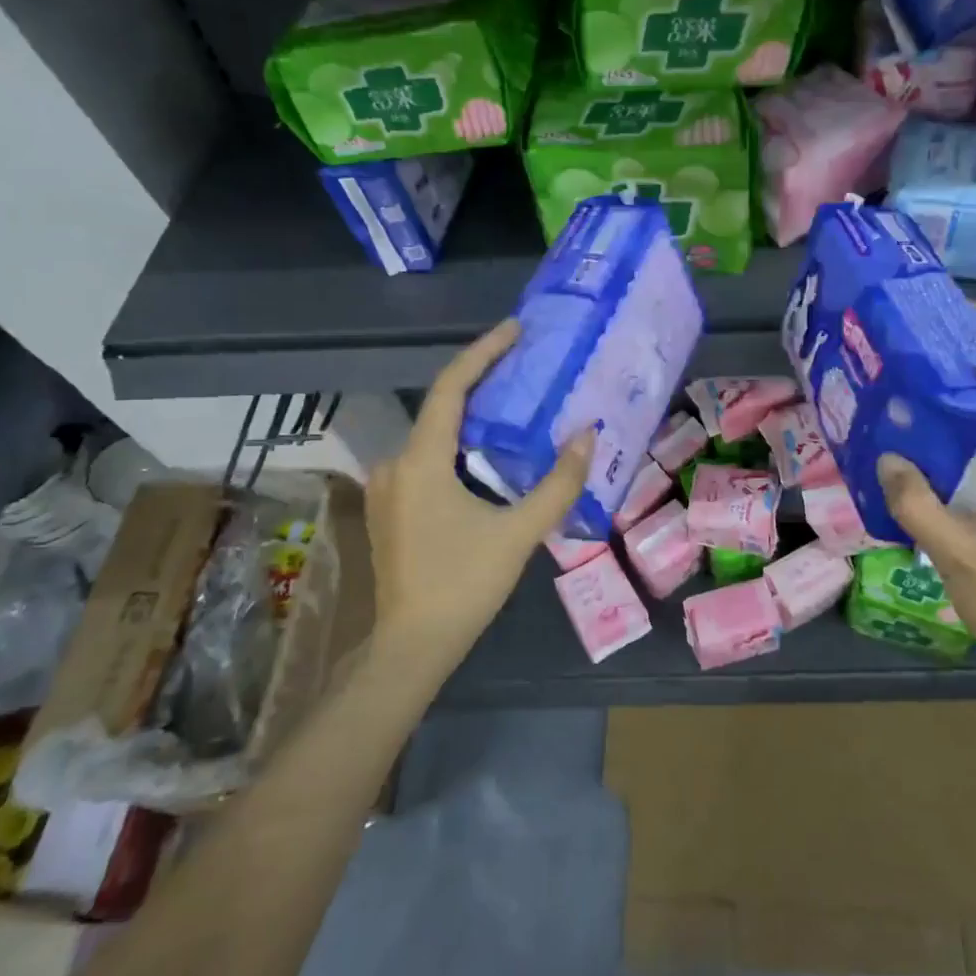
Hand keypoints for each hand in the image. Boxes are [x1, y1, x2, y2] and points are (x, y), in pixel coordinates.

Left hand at [365, 319, 593, 674]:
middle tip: (527, 366)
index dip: (484, 351)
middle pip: (443, 407)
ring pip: (435, 436)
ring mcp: (388, 487)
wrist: (411, 647)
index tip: (515, 328)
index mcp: (421, 461)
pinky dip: (460, 447)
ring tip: (517, 406)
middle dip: (484, 383)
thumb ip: (557, 483)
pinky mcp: (391, 508)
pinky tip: (489, 455)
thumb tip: (587, 435)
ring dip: (473, 418)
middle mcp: (396, 463)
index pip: (452, 387)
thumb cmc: (464, 585)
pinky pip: (428, 459)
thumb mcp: (519, 533)